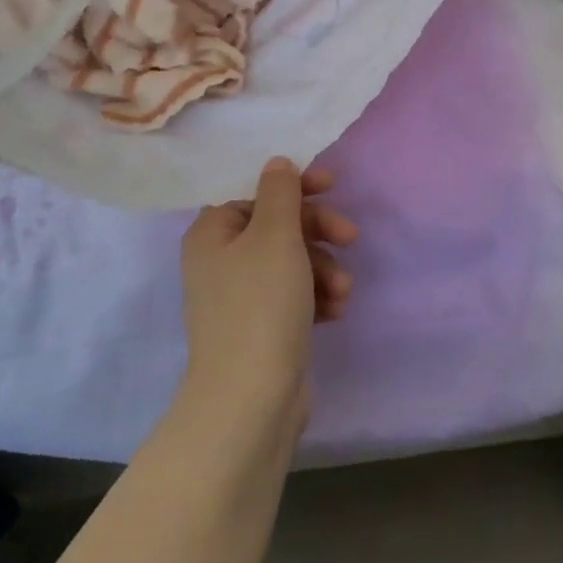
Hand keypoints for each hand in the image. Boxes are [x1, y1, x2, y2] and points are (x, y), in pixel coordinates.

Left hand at [179, 158, 357, 423]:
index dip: (294, 187)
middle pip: (277, 227)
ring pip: (292, 263)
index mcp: (212, 233)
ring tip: (342, 292)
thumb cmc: (261, 305)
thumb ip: (280, 193)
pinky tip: (335, 312)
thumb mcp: (274, 237)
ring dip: (324, 269)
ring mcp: (241, 298)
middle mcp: (221, 262)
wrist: (251, 398)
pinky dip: (317, 298)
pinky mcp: (262, 328)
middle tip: (351, 237)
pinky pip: (294, 296)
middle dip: (318, 231)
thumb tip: (277, 163)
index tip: (332, 185)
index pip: (254, 192)